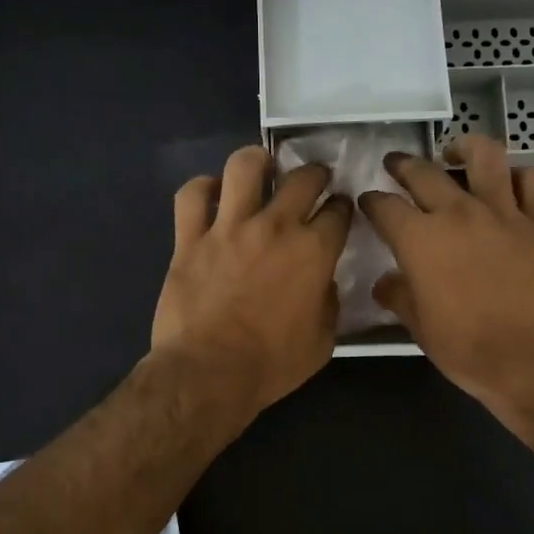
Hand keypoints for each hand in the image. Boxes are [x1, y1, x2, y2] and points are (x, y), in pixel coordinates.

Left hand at [152, 145, 351, 417]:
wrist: (209, 373)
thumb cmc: (271, 364)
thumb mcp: (323, 340)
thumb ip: (329, 302)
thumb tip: (323, 281)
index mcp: (313, 252)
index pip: (338, 211)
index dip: (343, 207)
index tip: (340, 210)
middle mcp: (275, 227)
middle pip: (302, 178)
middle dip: (315, 173)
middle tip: (312, 181)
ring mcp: (229, 228)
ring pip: (244, 167)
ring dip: (258, 161)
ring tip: (262, 166)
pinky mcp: (190, 238)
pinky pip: (192, 196)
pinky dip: (202, 188)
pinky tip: (211, 192)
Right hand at [359, 135, 533, 419]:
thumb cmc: (469, 349)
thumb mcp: (420, 328)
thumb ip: (400, 297)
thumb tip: (386, 282)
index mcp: (420, 239)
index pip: (384, 206)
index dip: (371, 201)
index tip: (368, 202)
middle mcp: (459, 213)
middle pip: (424, 172)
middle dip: (403, 165)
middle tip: (397, 165)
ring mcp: (505, 213)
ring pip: (485, 156)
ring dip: (465, 147)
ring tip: (456, 152)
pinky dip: (523, 176)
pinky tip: (514, 184)